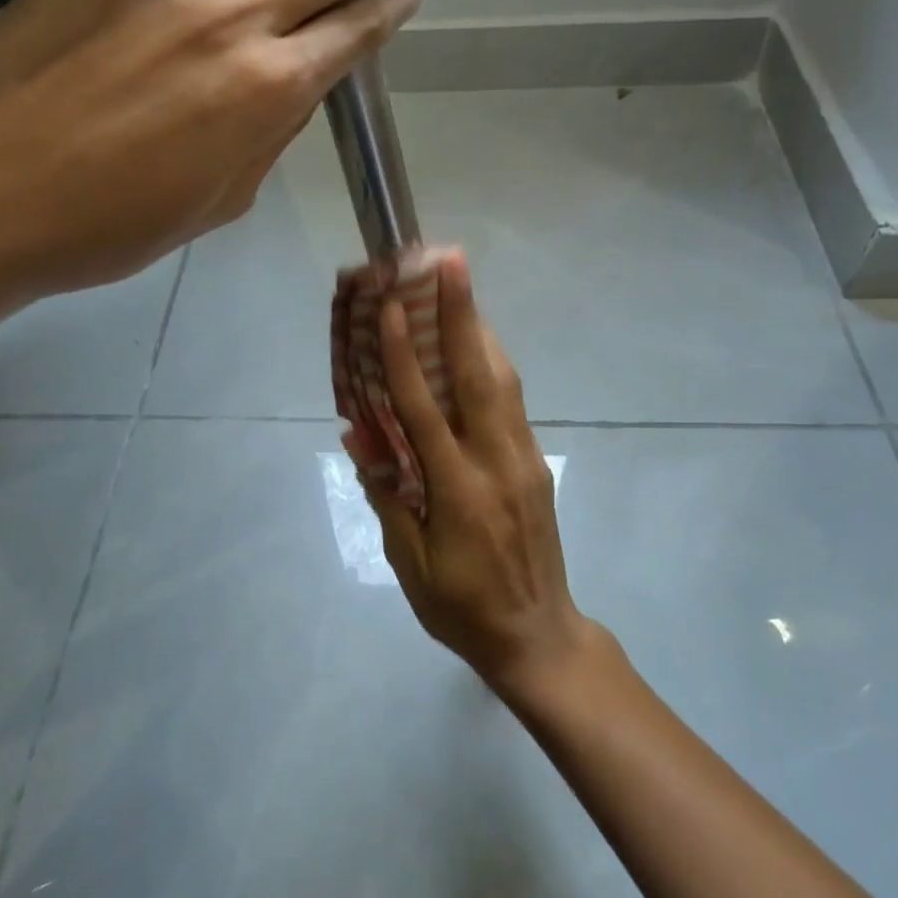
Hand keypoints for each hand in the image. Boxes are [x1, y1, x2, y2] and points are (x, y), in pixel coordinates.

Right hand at [347, 251, 592, 693]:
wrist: (539, 636)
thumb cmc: (461, 607)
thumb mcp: (409, 562)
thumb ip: (386, 493)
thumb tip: (358, 435)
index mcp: (458, 489)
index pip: (424, 408)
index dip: (405, 354)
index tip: (394, 306)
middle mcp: (496, 461)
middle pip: (477, 374)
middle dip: (463, 313)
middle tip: (451, 261)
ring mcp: (523, 458)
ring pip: (502, 380)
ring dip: (480, 329)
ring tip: (462, 287)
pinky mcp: (535, 462)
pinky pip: (511, 401)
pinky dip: (491, 364)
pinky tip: (476, 346)